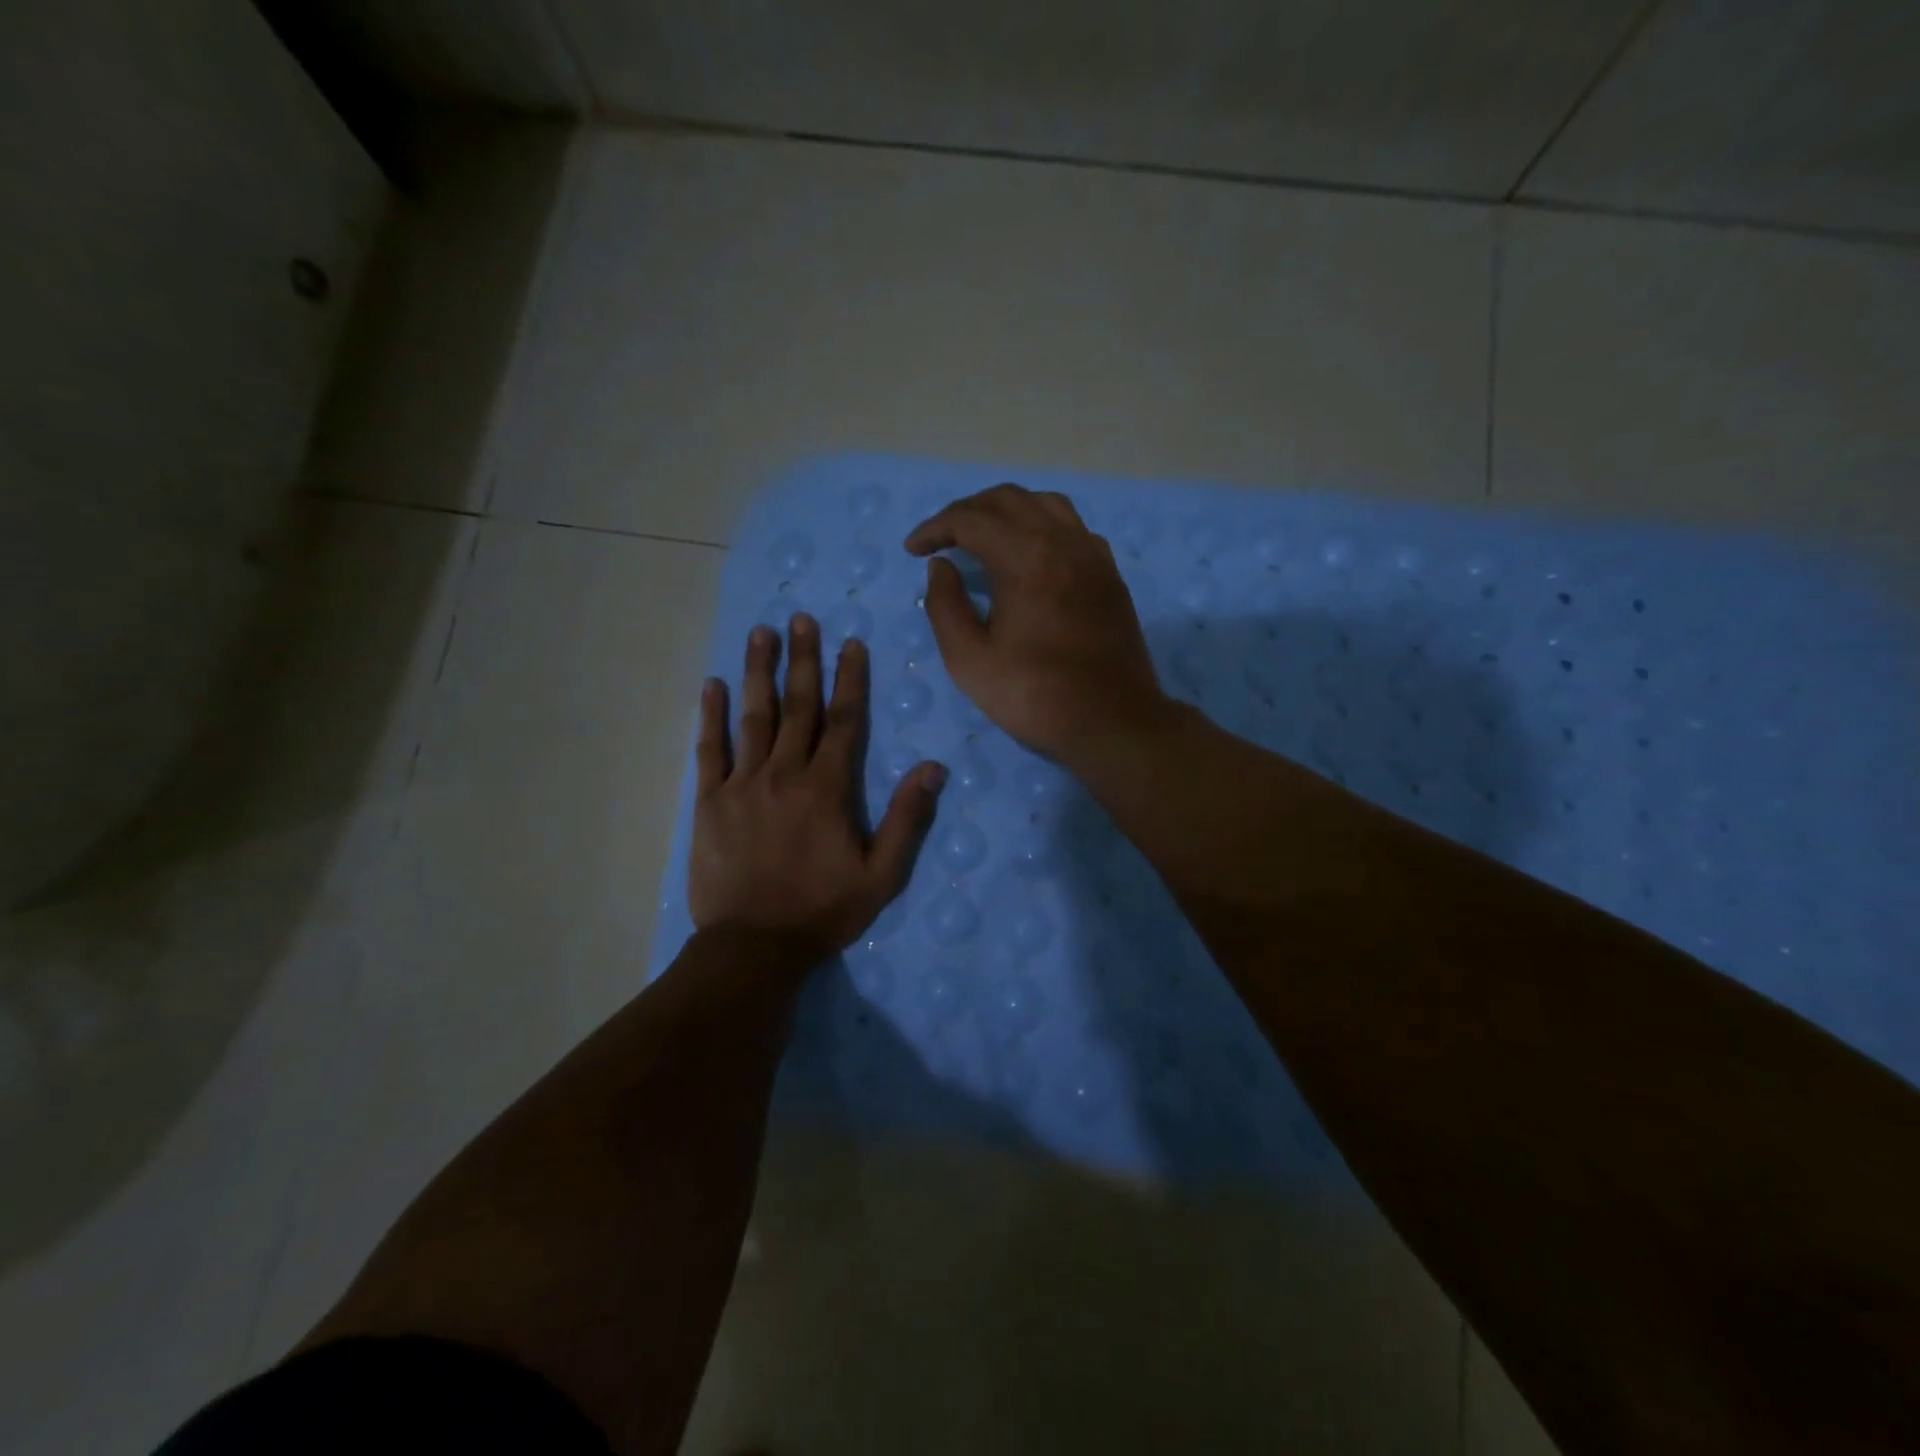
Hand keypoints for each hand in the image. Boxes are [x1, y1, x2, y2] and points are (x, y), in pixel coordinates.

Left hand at [689, 615, 945, 958]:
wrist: (754, 947)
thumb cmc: (823, 911)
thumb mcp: (882, 874)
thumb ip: (906, 818)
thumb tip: (934, 767)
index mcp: (828, 788)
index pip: (843, 720)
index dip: (849, 679)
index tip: (851, 643)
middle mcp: (785, 773)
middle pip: (797, 706)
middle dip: (802, 659)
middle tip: (801, 619)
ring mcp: (743, 784)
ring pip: (753, 717)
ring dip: (758, 672)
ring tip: (760, 633)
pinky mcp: (710, 801)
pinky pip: (709, 750)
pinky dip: (710, 716)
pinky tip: (711, 686)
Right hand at [905, 484, 1167, 766]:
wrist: (1113, 721)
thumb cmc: (1035, 695)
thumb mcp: (969, 660)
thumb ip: (945, 606)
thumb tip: (941, 567)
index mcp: (1025, 557)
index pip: (970, 519)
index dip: (935, 528)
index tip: (913, 550)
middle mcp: (1062, 541)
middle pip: (1008, 499)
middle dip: (967, 512)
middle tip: (942, 539)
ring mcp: (1092, 554)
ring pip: (1045, 505)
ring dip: (1007, 511)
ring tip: (984, 537)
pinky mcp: (1109, 573)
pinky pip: (1072, 527)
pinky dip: (1041, 525)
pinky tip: (1031, 554)